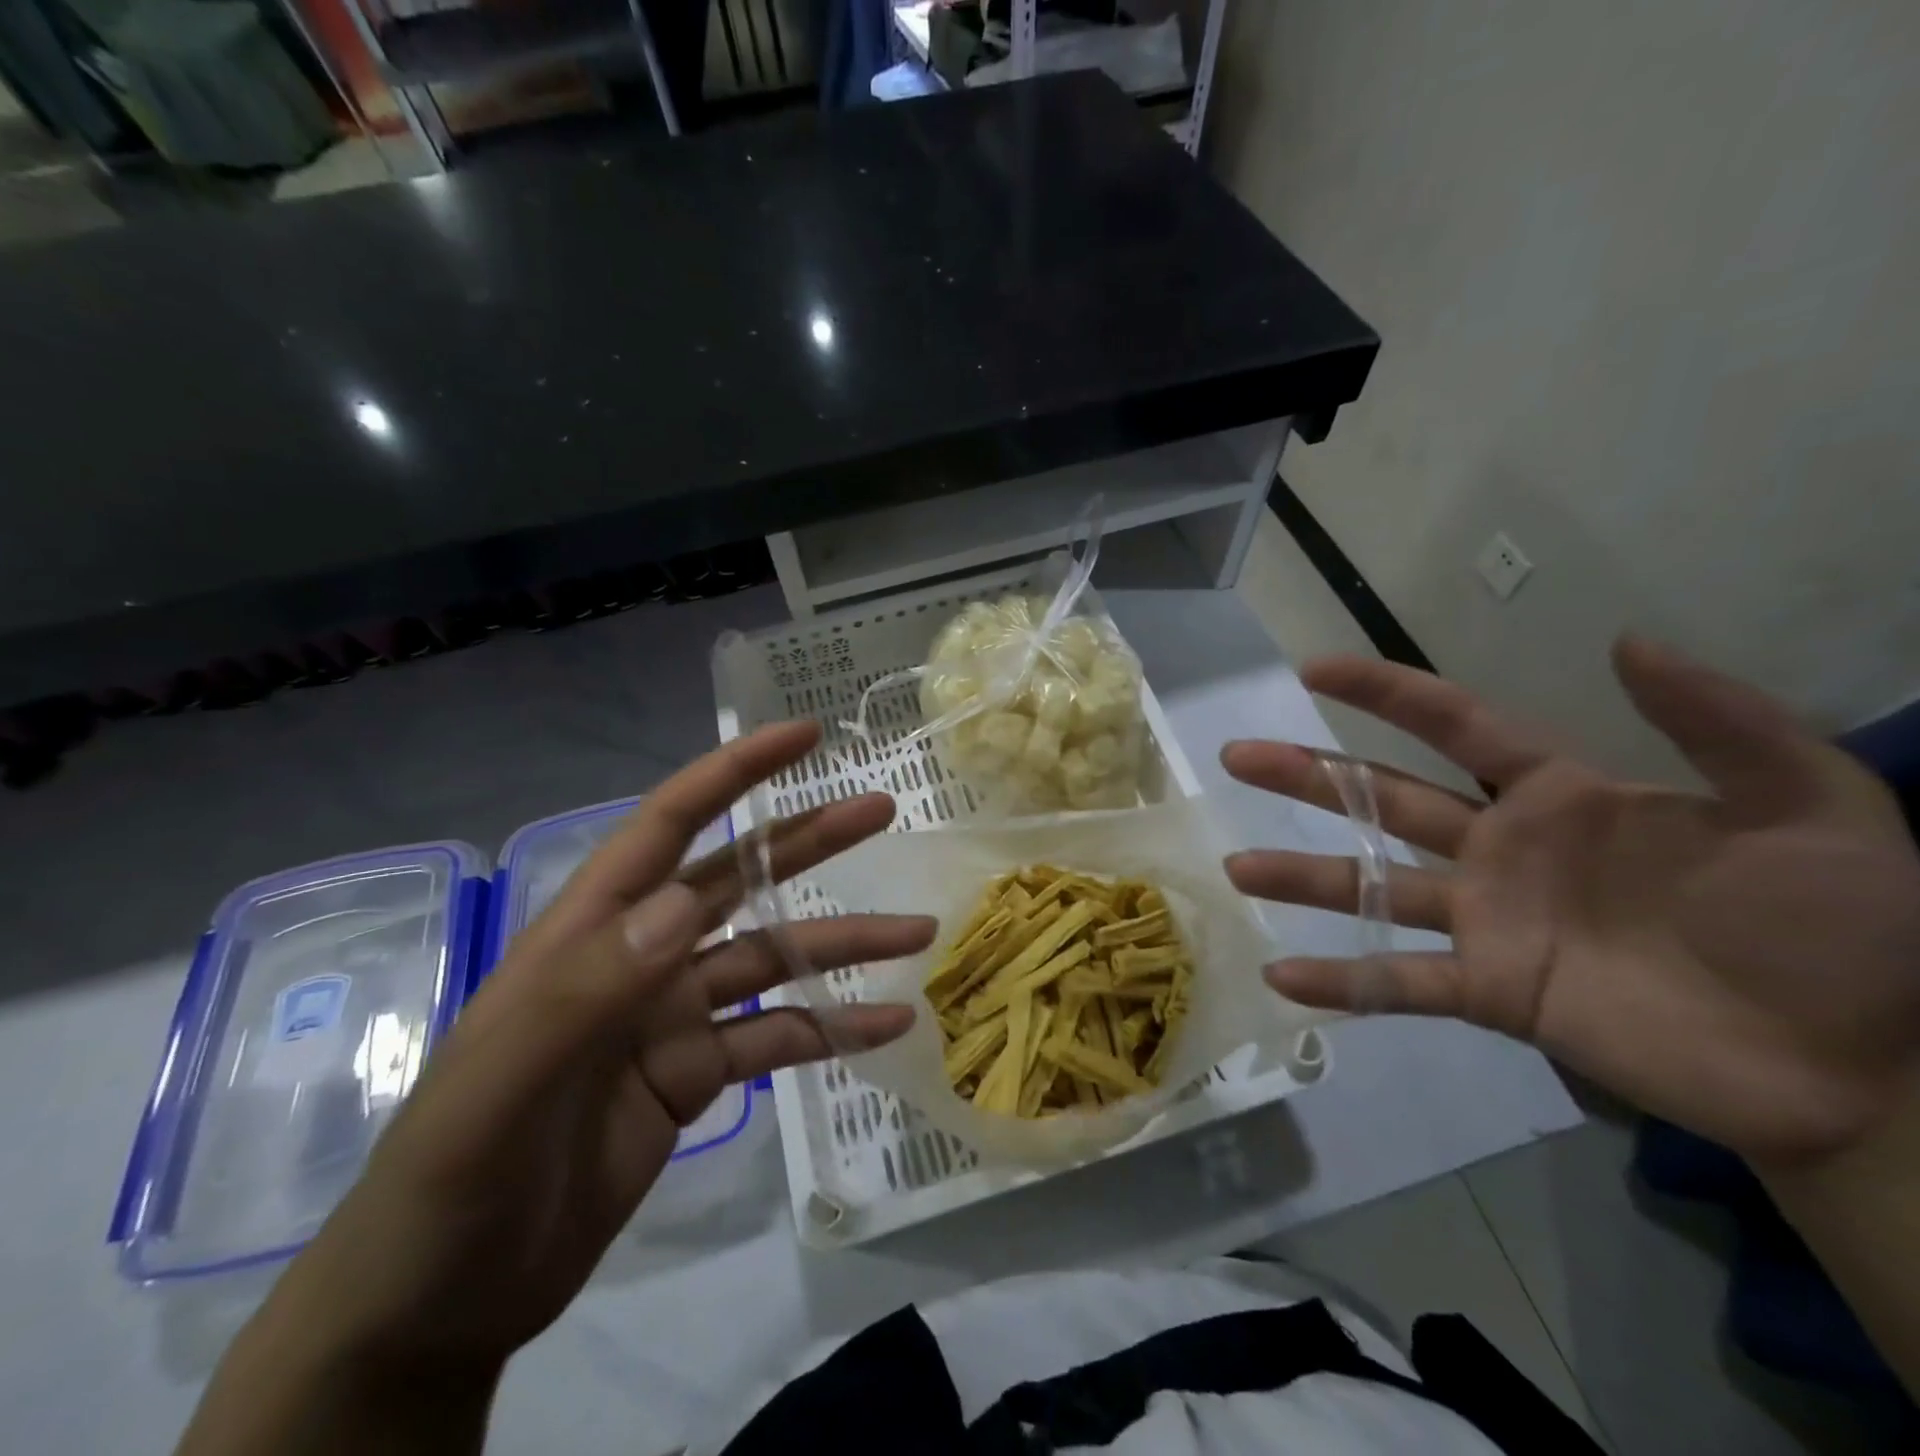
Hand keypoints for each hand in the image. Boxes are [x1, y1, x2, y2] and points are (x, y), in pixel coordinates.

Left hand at [254, 723, 930, 1372]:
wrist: (443, 1303)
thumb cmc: (450, 1182)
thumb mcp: (500, 1088)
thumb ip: (588, 989)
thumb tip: (684, 901)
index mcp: (592, 931)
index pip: (669, 826)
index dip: (734, 773)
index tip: (804, 737)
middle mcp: (641, 956)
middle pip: (739, 880)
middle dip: (810, 839)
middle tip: (881, 809)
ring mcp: (672, 1014)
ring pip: (773, 959)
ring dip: (844, 945)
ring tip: (917, 933)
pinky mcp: (696, 1073)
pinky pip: (777, 1036)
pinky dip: (832, 1028)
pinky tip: (887, 1025)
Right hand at [1222, 637, 1919, 1168]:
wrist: (1869, 1069)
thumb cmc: (1843, 926)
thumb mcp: (1810, 803)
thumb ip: (1718, 721)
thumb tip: (1623, 640)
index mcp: (1558, 798)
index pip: (1453, 726)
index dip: (1384, 692)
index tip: (1312, 668)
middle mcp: (1502, 850)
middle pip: (1383, 798)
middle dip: (1308, 774)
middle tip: (1238, 756)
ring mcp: (1489, 923)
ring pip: (1373, 888)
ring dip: (1303, 877)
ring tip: (1236, 868)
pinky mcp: (1493, 993)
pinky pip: (1401, 983)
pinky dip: (1342, 982)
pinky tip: (1283, 976)